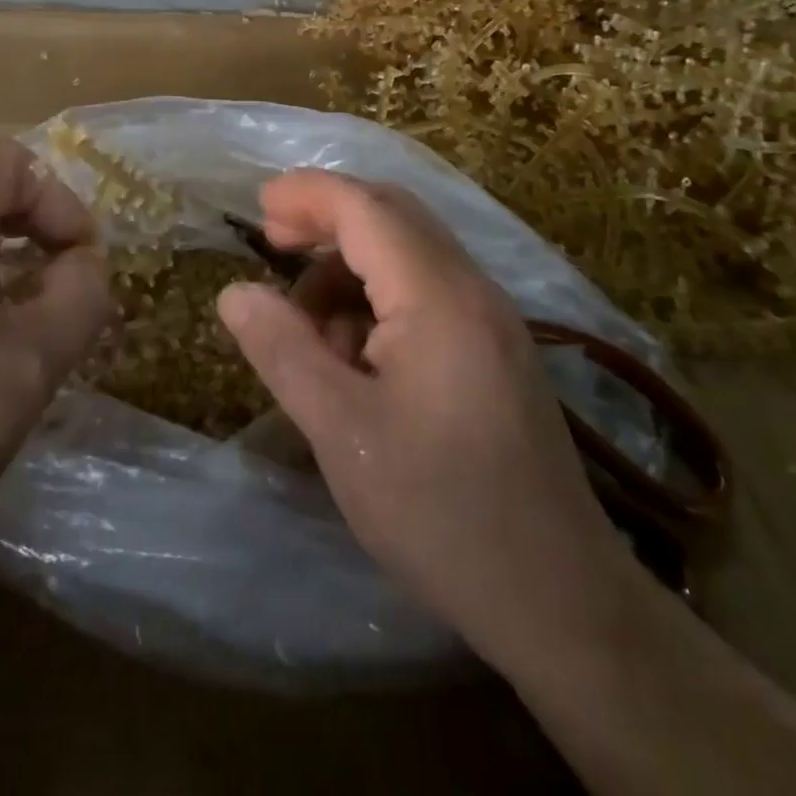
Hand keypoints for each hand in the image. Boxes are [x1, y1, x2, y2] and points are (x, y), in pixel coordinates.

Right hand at [217, 170, 630, 664]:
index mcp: (439, 297)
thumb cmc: (439, 512)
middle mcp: (473, 290)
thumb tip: (235, 292)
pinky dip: (380, 299)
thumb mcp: (341, 431)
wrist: (559, 601)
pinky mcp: (497, 350)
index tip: (257, 206)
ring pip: (410, 254)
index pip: (366, 208)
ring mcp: (493, 320)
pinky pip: (429, 292)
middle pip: (393, 215)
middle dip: (328, 219)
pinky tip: (355, 355)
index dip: (308, 194)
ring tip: (310, 329)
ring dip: (351, 267)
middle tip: (273, 245)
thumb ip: (282, 350)